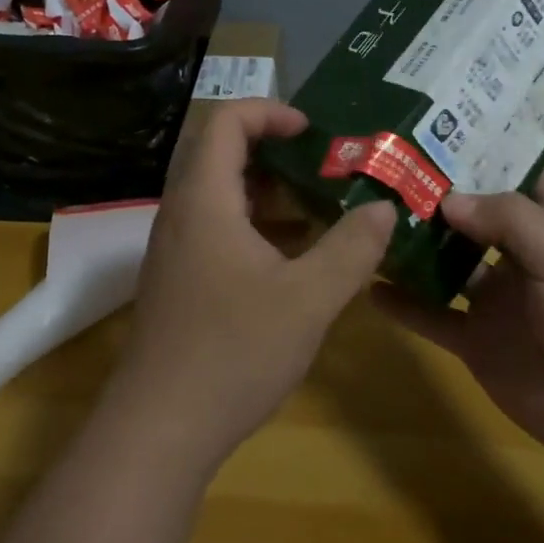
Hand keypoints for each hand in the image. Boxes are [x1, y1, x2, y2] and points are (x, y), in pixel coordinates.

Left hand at [109, 100, 395, 471]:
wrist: (159, 431)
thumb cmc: (233, 352)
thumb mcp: (308, 298)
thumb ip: (351, 248)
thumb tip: (384, 209)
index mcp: (204, 200)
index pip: (227, 121)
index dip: (270, 112)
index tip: (313, 131)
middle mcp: (182, 214)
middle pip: (222, 154)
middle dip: (277, 152)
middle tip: (325, 168)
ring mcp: (176, 250)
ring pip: (222, 196)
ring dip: (269, 192)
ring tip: (320, 208)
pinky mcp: (180, 281)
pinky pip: (218, 230)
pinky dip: (256, 227)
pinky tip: (294, 259)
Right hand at [378, 171, 543, 468]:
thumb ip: (510, 220)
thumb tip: (448, 199)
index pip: (519, 175)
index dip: (486, 153)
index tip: (438, 131)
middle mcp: (522, 256)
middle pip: (474, 215)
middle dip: (436, 195)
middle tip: (386, 168)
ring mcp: (497, 300)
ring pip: (447, 263)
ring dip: (415, 245)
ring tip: (368, 218)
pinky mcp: (477, 341)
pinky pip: (433, 316)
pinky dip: (404, 304)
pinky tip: (370, 286)